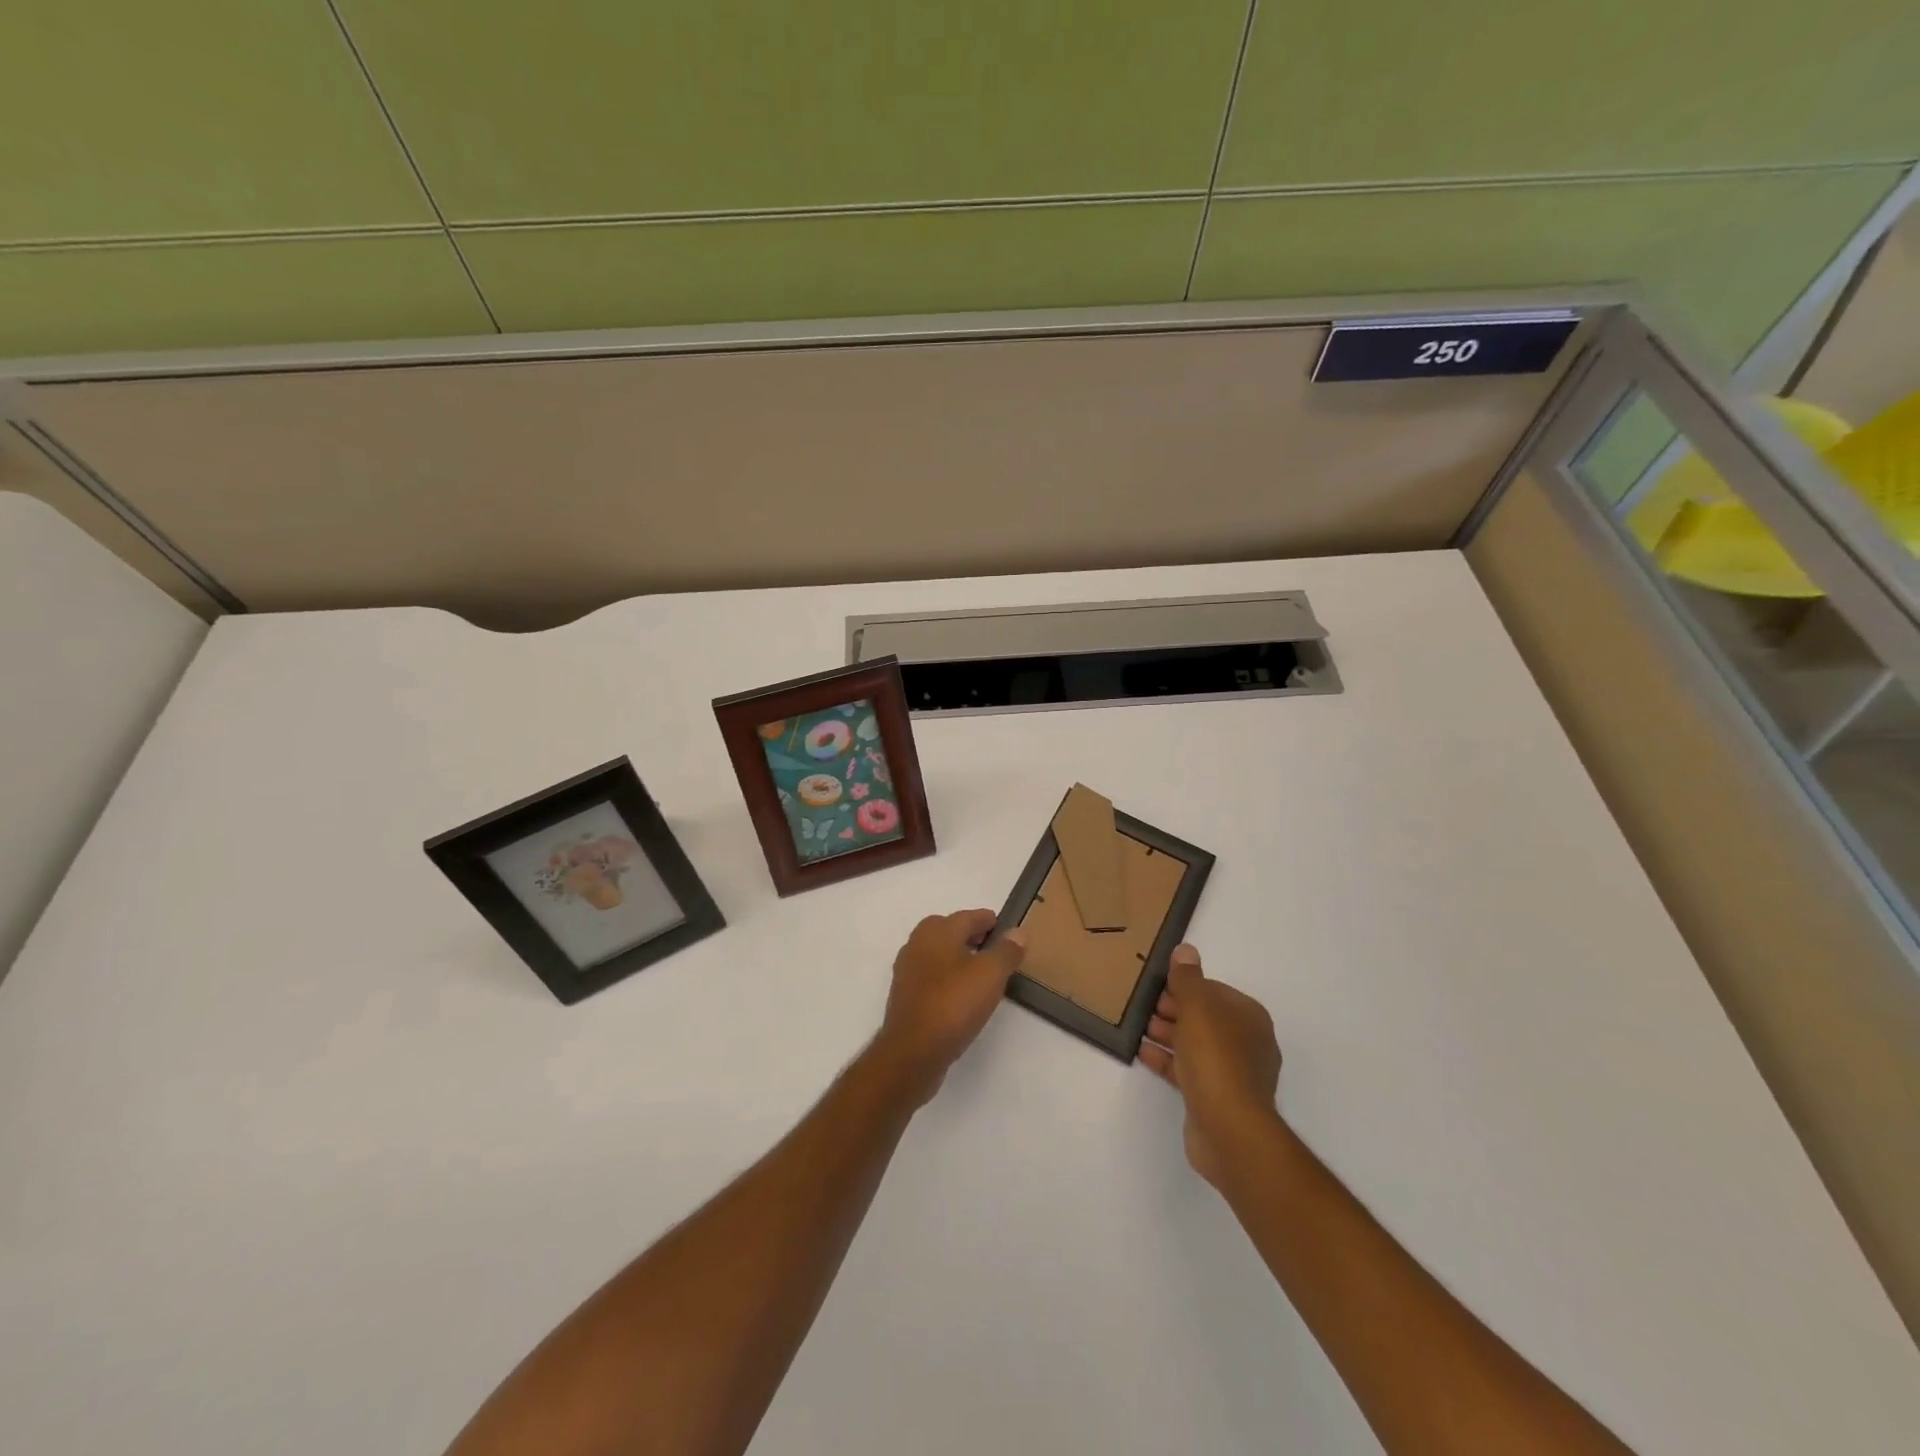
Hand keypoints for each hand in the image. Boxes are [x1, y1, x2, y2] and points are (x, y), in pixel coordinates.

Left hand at [871, 910, 1026, 1106]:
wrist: (912, 1052)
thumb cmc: (953, 1004)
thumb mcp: (990, 974)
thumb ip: (1006, 951)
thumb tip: (1018, 932)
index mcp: (937, 930)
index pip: (968, 916)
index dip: (989, 921)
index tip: (1005, 928)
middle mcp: (917, 944)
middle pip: (949, 932)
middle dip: (971, 936)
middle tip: (995, 948)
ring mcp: (907, 971)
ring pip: (939, 955)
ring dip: (958, 958)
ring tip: (982, 973)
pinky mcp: (905, 997)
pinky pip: (932, 977)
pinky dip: (948, 978)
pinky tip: (961, 995)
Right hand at [1140, 944, 1283, 1188]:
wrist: (1229, 1129)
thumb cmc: (1216, 1058)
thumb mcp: (1198, 1007)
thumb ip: (1188, 978)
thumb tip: (1185, 950)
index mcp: (1249, 1017)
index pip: (1214, 991)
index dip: (1185, 986)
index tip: (1158, 986)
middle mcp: (1247, 1043)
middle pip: (1204, 1018)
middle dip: (1173, 1010)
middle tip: (1143, 1006)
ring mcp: (1233, 1073)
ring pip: (1195, 1044)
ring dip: (1167, 1034)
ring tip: (1139, 1028)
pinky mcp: (1216, 1098)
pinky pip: (1188, 1070)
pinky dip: (1167, 1060)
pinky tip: (1143, 1053)